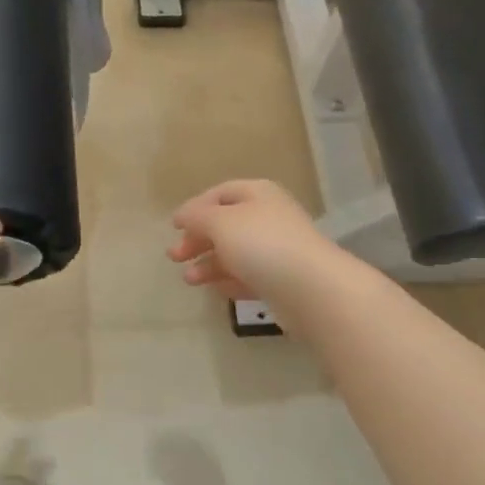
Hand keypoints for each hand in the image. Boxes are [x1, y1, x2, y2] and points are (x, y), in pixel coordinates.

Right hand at [167, 180, 350, 319]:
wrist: (310, 289)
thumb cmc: (261, 245)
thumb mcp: (220, 222)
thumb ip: (197, 216)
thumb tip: (184, 215)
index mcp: (258, 194)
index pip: (221, 193)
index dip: (195, 207)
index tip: (174, 226)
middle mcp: (268, 217)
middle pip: (226, 225)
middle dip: (197, 239)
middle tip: (174, 256)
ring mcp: (277, 250)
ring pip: (235, 253)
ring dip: (208, 264)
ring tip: (189, 280)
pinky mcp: (281, 280)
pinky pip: (249, 276)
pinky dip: (229, 281)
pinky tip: (215, 290)